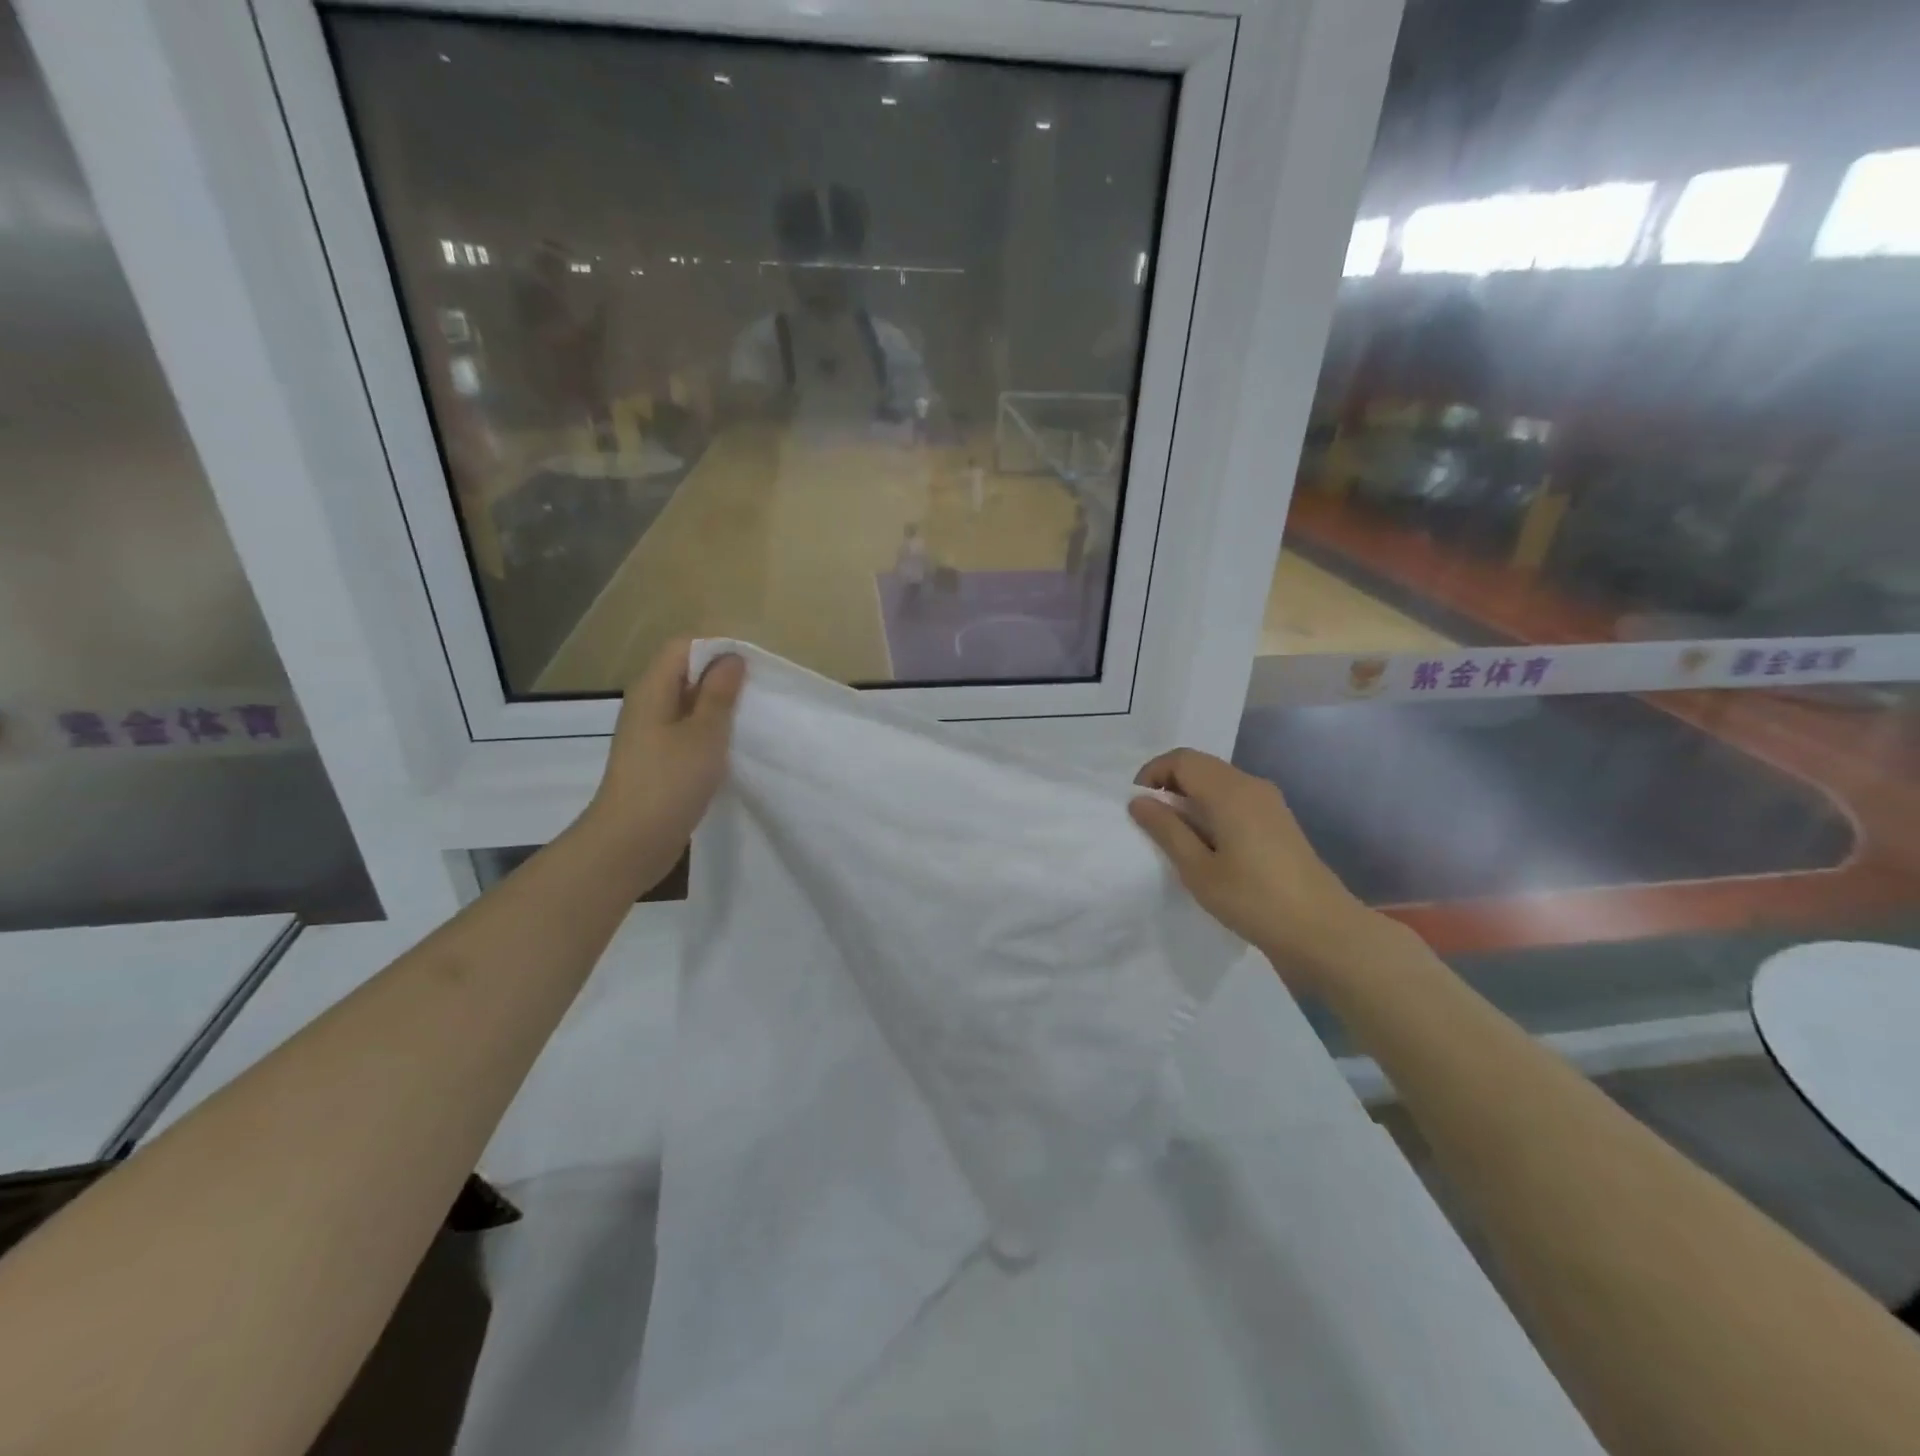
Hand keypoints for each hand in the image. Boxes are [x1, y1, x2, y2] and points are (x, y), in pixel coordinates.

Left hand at [583, 640, 744, 894]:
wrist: (631, 843)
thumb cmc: (669, 782)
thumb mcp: (705, 733)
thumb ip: (719, 694)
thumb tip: (731, 657)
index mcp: (653, 689)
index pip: (683, 647)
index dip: (717, 650)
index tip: (751, 669)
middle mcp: (647, 705)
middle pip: (685, 675)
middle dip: (722, 680)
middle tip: (757, 695)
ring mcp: (650, 735)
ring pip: (688, 706)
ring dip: (717, 710)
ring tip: (750, 721)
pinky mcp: (656, 762)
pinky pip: (686, 734)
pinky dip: (709, 735)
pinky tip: (731, 751)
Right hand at [1129, 748, 1391, 993]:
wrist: (1322, 930)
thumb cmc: (1253, 900)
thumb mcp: (1198, 869)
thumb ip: (1166, 830)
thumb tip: (1139, 801)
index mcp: (1229, 791)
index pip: (1181, 759)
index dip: (1152, 773)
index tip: (1137, 806)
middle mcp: (1251, 785)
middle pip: (1200, 766)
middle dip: (1169, 785)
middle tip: (1151, 822)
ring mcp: (1269, 802)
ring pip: (1218, 782)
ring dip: (1191, 798)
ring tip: (1176, 836)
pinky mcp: (1278, 820)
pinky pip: (1234, 798)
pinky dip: (1211, 808)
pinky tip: (1208, 845)